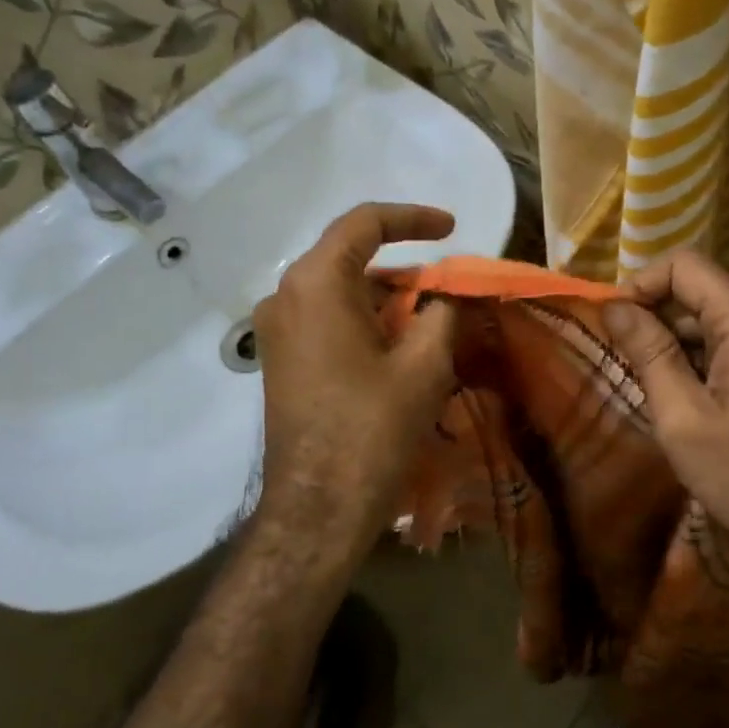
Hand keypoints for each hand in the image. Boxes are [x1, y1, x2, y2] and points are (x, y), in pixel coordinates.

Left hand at [251, 203, 457, 562]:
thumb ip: (441, 313)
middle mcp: (285, 297)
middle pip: (350, 259)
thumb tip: (445, 297)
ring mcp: (276, 332)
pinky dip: (365, 323)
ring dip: (387, 300)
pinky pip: (327, 322)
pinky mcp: (281, 362)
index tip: (452, 228)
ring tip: (432, 324)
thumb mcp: (423, 365)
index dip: (413, 218)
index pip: (364, 224)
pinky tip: (399, 349)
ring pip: (340, 293)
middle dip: (404, 269)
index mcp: (315, 284)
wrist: (318, 509)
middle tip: (448, 291)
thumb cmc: (372, 429)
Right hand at [600, 249, 728, 595]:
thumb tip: (612, 305)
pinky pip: (719, 346)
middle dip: (650, 314)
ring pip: (703, 319)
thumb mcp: (682, 416)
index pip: (683, 265)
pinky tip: (670, 396)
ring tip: (639, 381)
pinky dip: (688, 360)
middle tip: (618, 359)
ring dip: (666, 341)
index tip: (613, 327)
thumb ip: (648, 353)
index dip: (641, 285)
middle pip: (694, 289)